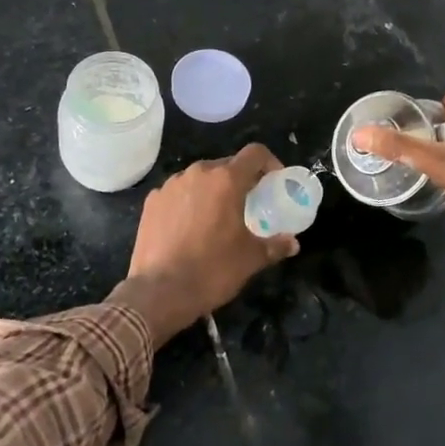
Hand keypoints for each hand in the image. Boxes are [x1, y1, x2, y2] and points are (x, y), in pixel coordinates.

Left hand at [109, 145, 299, 346]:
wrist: (159, 292)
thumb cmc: (212, 270)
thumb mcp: (251, 259)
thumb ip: (275, 245)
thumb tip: (293, 243)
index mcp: (226, 180)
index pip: (255, 153)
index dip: (269, 162)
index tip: (274, 181)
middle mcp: (197, 173)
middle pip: (226, 165)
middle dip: (240, 180)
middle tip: (248, 203)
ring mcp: (170, 185)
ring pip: (199, 178)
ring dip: (212, 190)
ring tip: (217, 216)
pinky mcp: (151, 201)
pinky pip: (177, 192)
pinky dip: (188, 202)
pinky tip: (189, 227)